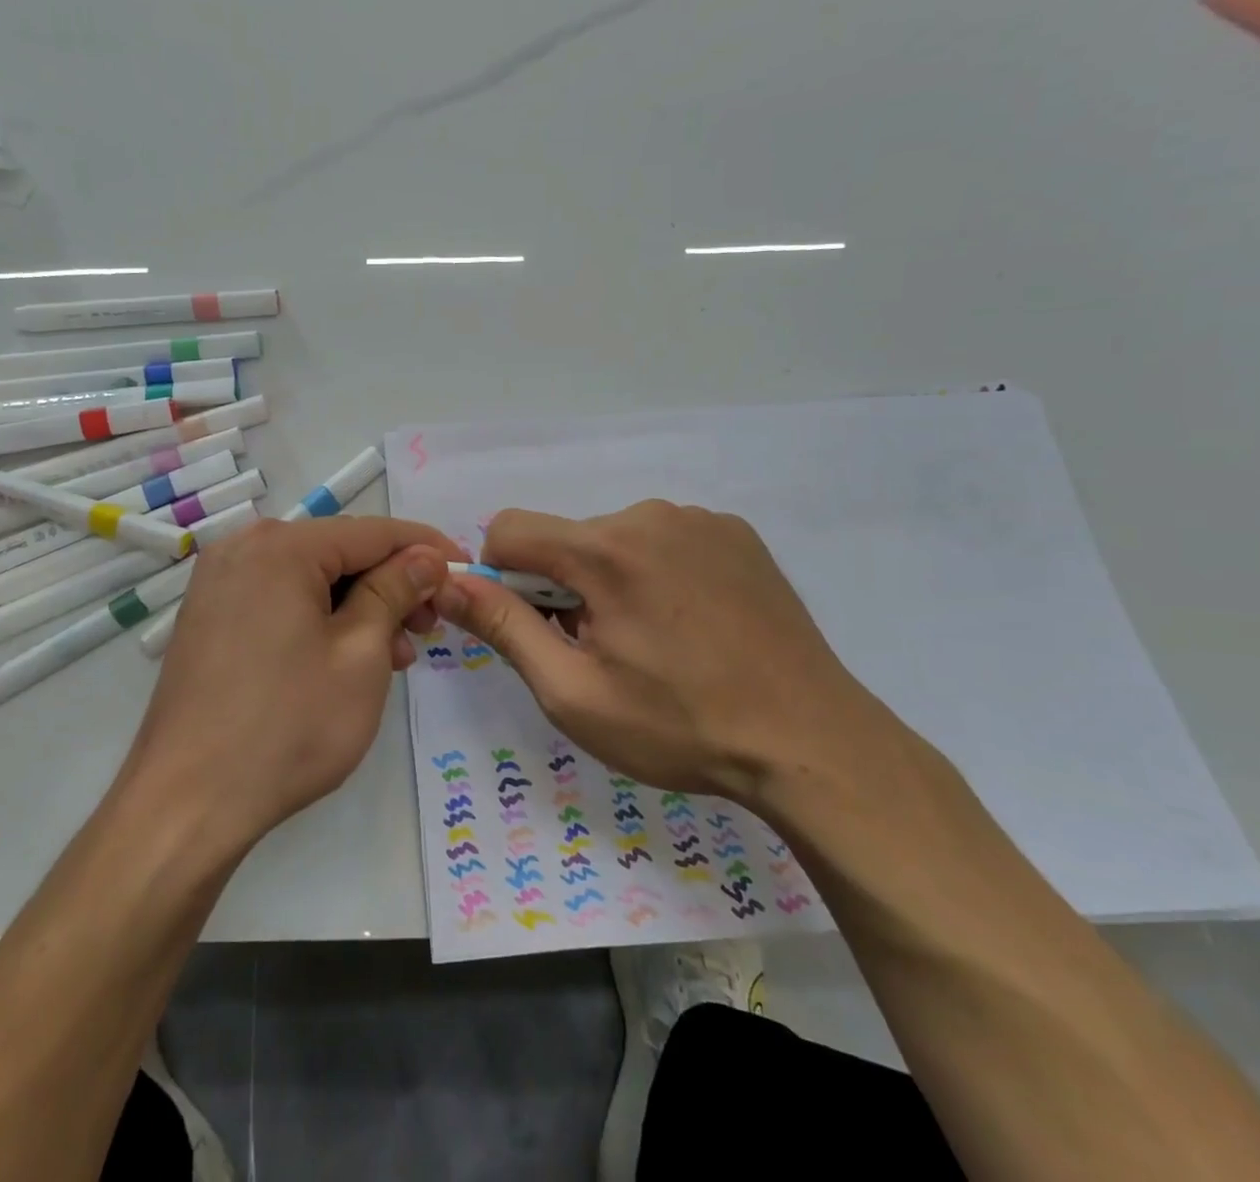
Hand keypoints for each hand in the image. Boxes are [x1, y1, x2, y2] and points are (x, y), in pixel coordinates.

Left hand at [126, 517, 457, 849]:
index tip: (464, 570)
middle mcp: (243, 548)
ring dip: (358, 607)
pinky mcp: (210, 616)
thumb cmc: (287, 726)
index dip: (425, 548)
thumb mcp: (360, 654)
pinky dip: (320, 619)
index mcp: (280, 546)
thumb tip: (425, 557)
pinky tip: (346, 658)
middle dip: (391, 585)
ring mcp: (219, 583)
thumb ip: (396, 591)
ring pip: (311, 578)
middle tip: (429, 628)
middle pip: (339, 552)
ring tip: (393, 656)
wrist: (187, 803)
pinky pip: (280, 599)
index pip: (373, 531)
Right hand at [432, 501, 904, 801]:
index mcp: (604, 550)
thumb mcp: (572, 693)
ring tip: (653, 641)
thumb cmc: (679, 726)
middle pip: (566, 538)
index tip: (535, 626)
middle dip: (563, 586)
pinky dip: (656, 572)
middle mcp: (649, 515)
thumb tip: (447, 584)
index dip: (502, 577)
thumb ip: (502, 628)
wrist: (811, 744)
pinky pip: (665, 539)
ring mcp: (700, 520)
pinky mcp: (736, 533)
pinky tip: (692, 624)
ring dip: (610, 580)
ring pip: (614, 538)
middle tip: (603, 650)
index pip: (510, 528)